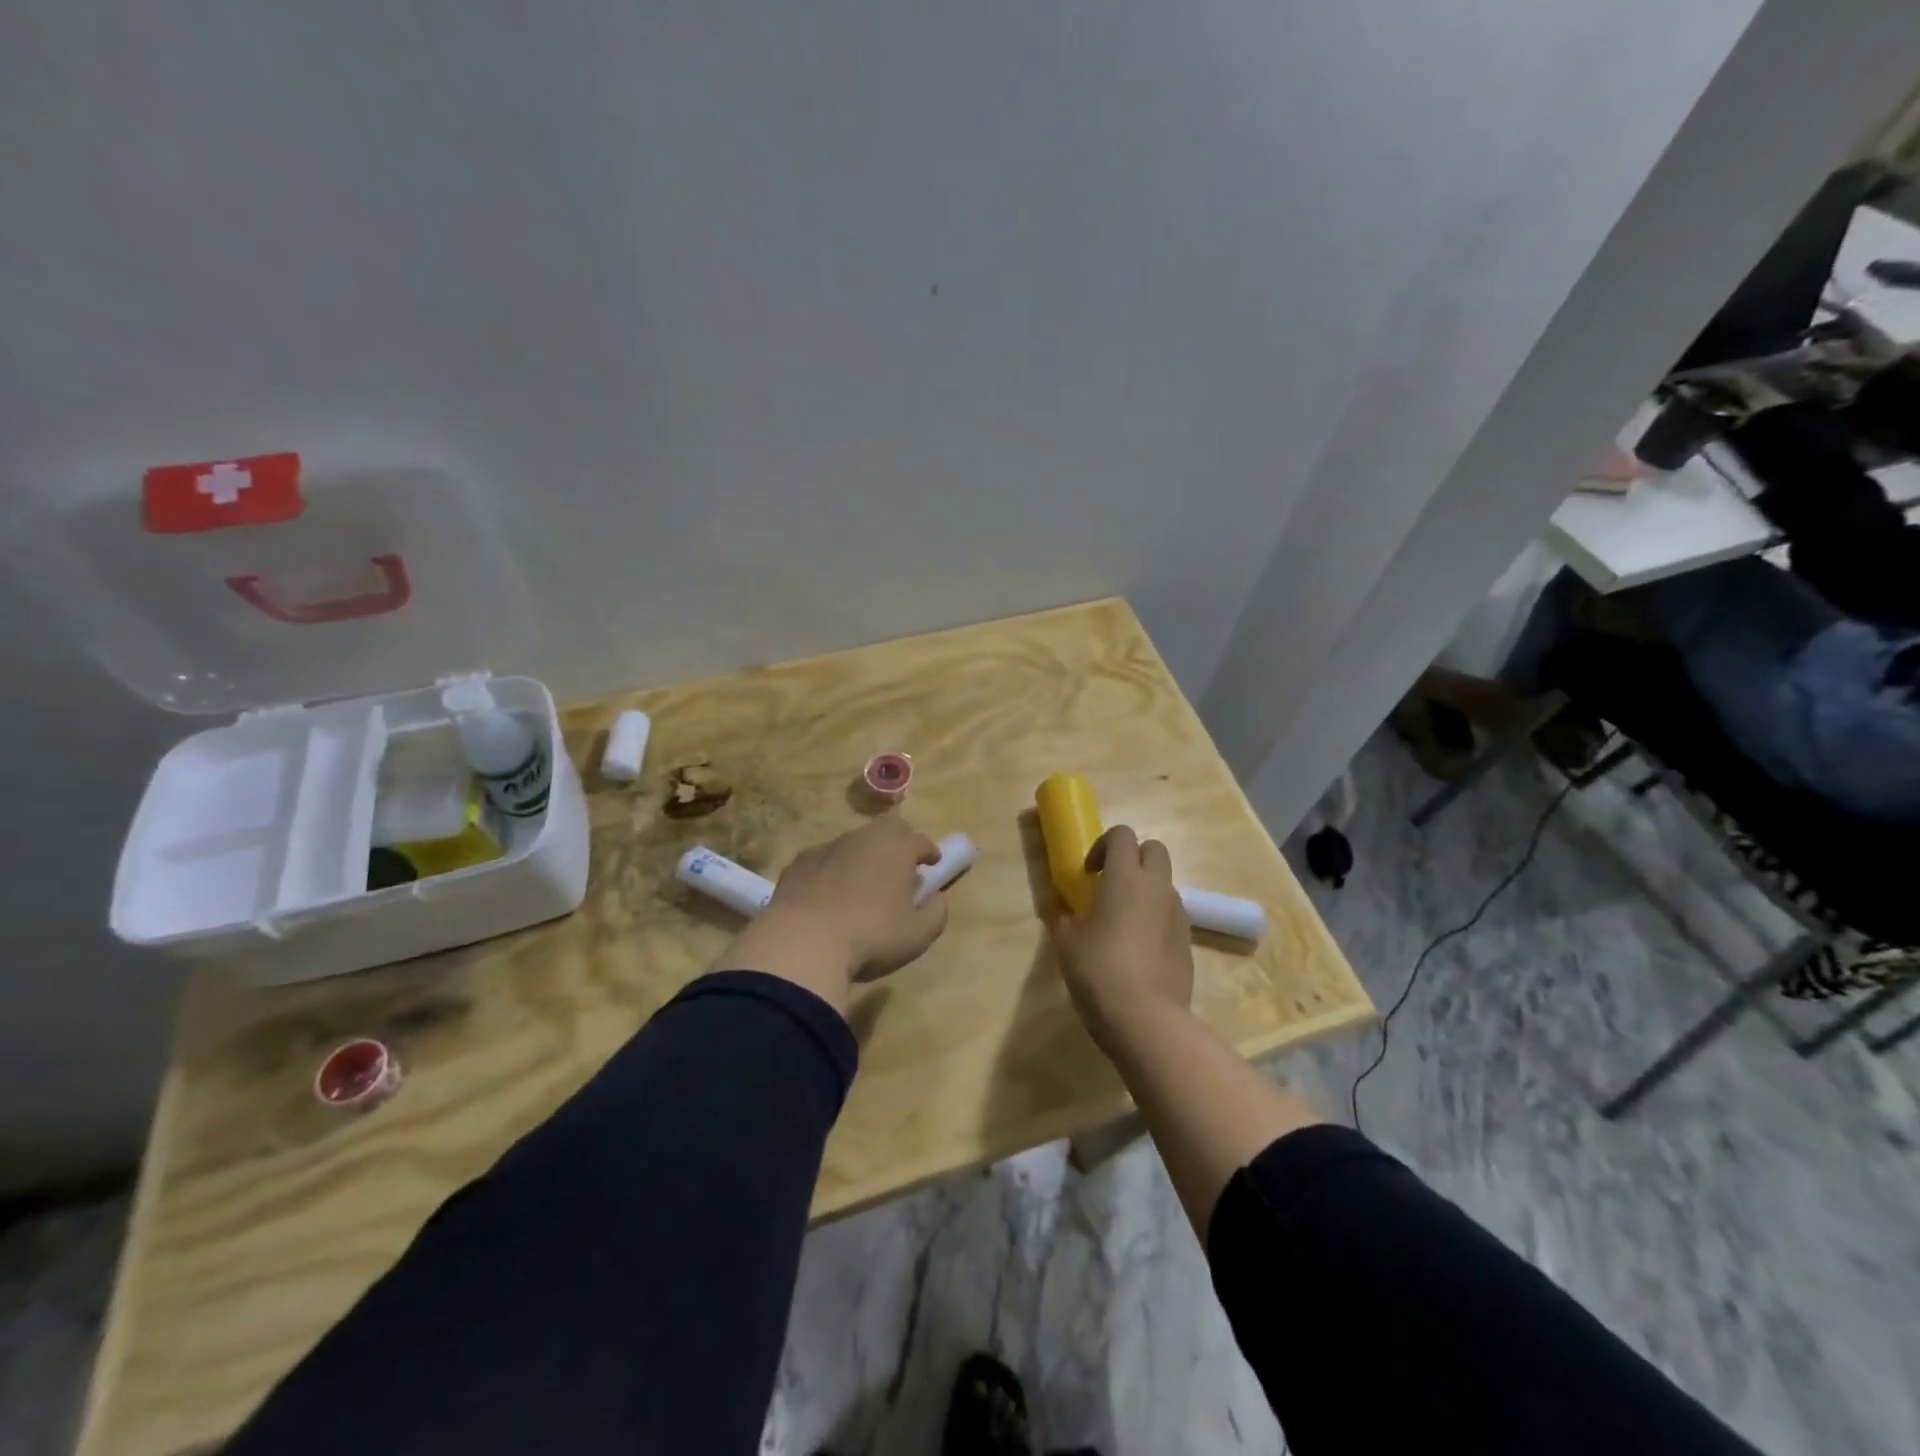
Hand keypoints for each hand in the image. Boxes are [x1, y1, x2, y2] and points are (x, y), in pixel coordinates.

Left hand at [717, 814, 949, 1013]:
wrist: (802, 943)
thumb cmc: (870, 936)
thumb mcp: (917, 935)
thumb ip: (936, 913)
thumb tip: (937, 898)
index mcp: (896, 849)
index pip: (920, 840)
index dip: (929, 850)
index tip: (932, 863)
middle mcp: (863, 838)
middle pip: (887, 828)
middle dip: (899, 841)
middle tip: (901, 865)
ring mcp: (827, 848)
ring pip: (853, 842)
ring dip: (864, 856)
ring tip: (864, 883)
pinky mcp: (798, 863)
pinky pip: (824, 860)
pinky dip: (832, 870)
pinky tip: (829, 894)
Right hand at [1052, 825, 1193, 1049]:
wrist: (1145, 1017)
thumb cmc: (1099, 970)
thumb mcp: (1066, 943)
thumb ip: (1066, 919)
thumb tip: (1068, 915)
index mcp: (1124, 878)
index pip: (1122, 834)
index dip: (1103, 845)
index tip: (1089, 873)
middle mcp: (1156, 887)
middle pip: (1154, 849)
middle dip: (1133, 858)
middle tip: (1111, 884)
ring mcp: (1177, 914)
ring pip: (1165, 883)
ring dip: (1146, 890)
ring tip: (1124, 922)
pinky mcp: (1188, 941)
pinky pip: (1172, 915)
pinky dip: (1156, 919)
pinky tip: (1139, 949)